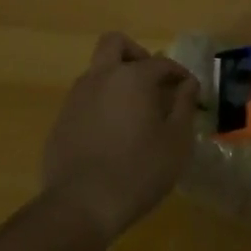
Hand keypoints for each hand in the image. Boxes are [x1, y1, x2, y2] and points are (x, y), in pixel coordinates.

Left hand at [41, 32, 199, 244]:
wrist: (80, 206)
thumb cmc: (139, 171)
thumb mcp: (176, 141)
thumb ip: (185, 105)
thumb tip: (188, 83)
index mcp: (132, 77)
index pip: (161, 63)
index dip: (178, 74)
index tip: (189, 91)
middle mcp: (101, 77)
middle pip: (115, 44)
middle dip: (135, 54)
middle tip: (151, 81)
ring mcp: (76, 97)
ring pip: (97, 71)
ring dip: (116, 80)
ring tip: (134, 113)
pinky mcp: (61, 120)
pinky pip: (85, 100)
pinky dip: (100, 105)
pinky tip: (111, 136)